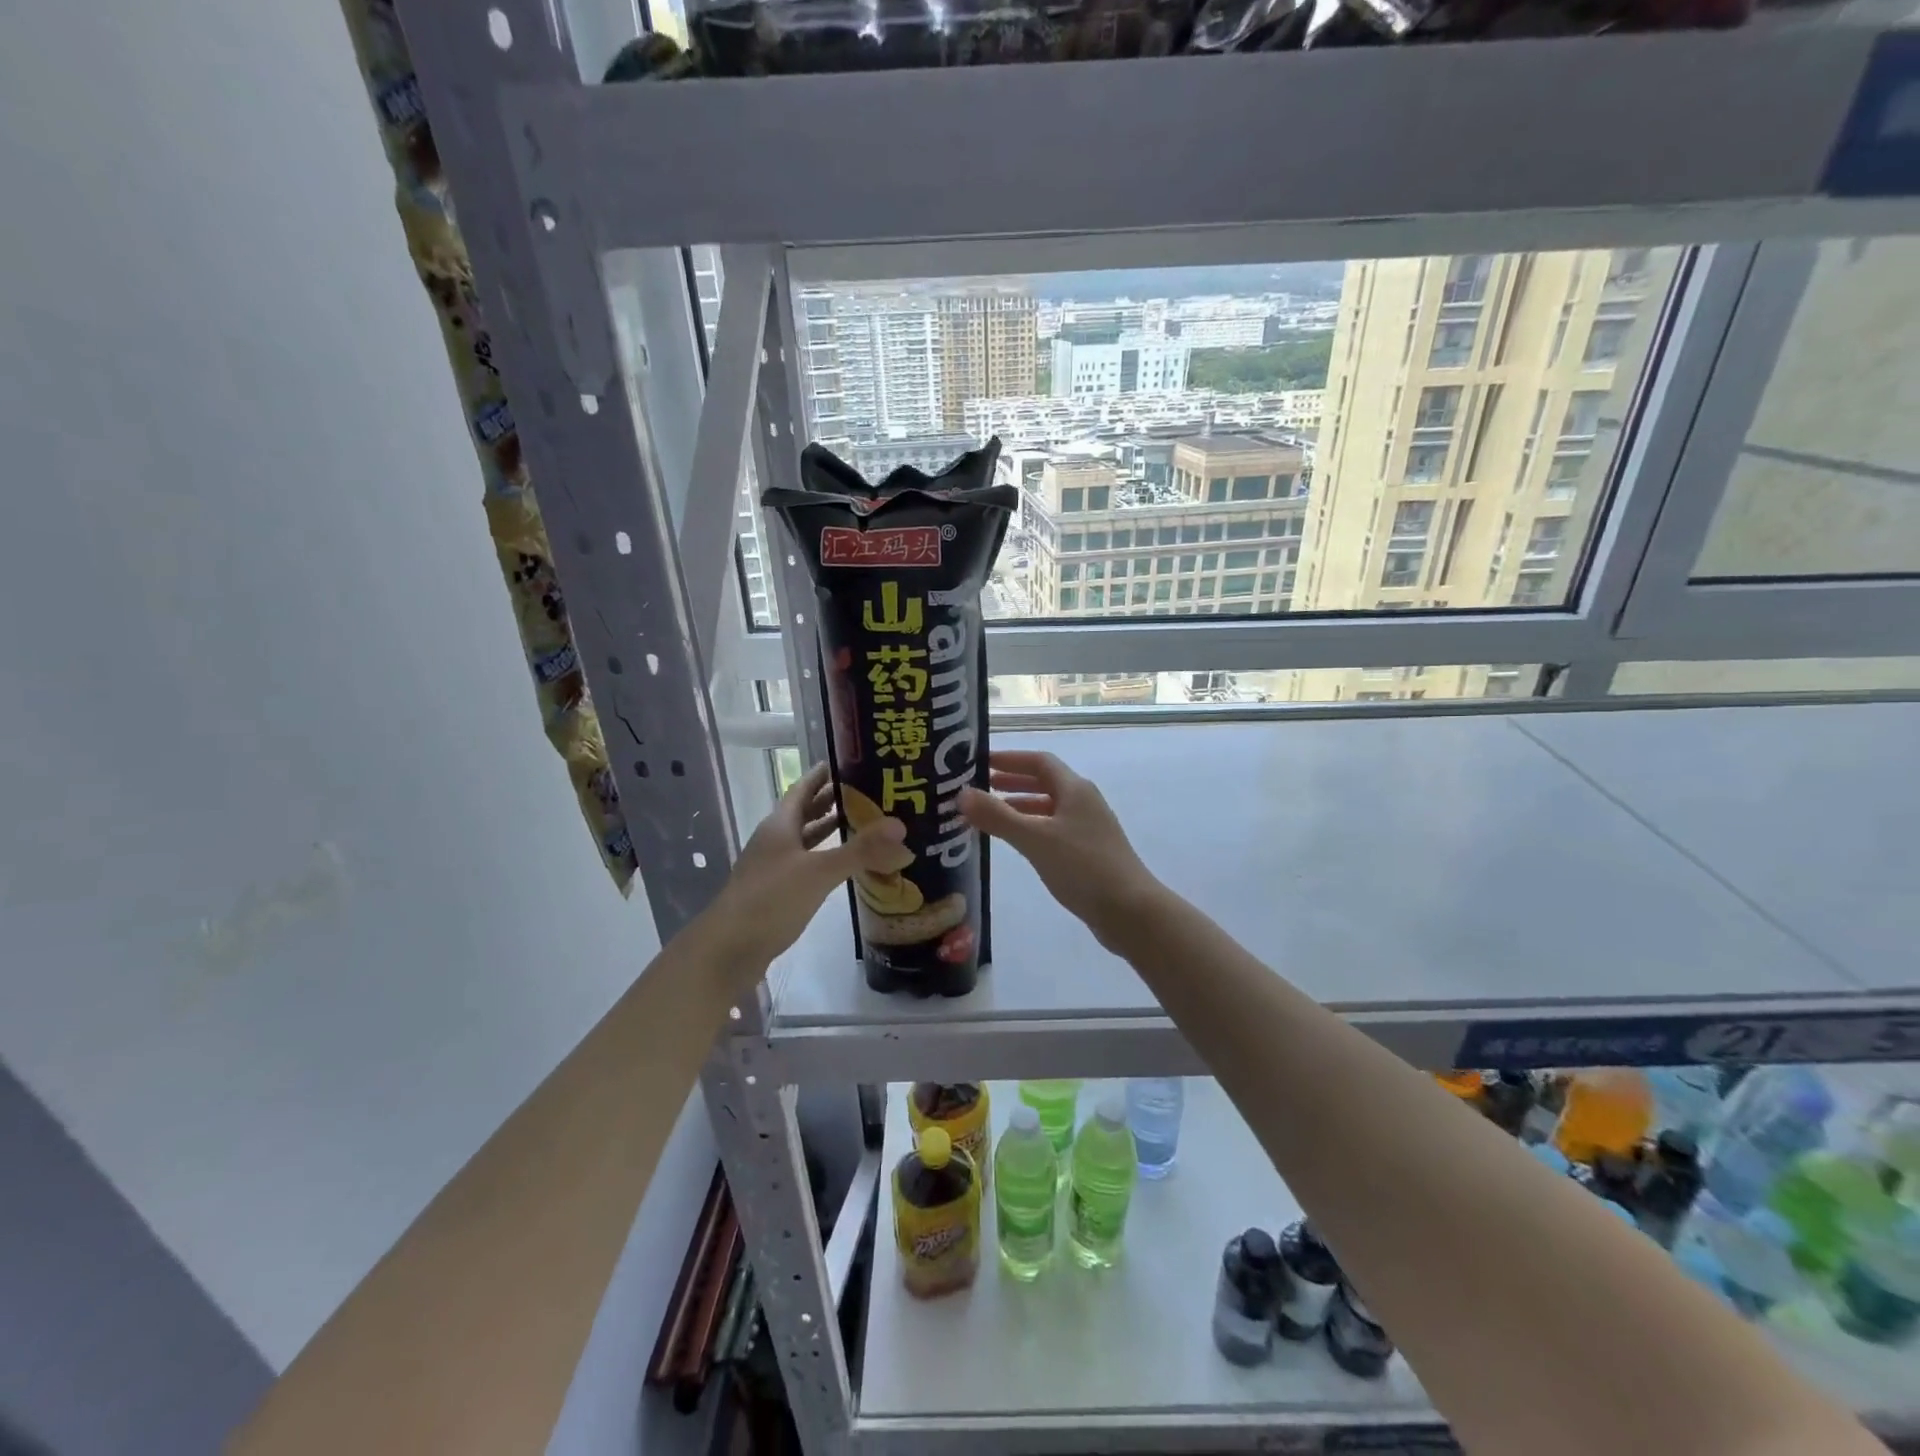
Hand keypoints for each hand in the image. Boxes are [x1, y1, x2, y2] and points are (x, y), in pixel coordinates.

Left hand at [705, 762, 909, 977]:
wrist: (728, 950)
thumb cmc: (770, 900)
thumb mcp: (819, 872)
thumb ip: (860, 850)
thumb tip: (901, 827)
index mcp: (780, 825)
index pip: (802, 788)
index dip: (822, 774)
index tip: (848, 760)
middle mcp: (775, 841)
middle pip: (804, 812)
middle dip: (832, 801)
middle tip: (868, 791)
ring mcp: (774, 867)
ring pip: (805, 840)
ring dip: (829, 830)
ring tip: (862, 823)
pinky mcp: (777, 892)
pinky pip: (806, 865)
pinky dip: (826, 859)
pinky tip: (844, 865)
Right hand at [959, 750, 1164, 952]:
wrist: (1131, 911)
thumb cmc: (1083, 867)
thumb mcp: (1035, 839)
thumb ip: (998, 816)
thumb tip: (962, 793)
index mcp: (1075, 789)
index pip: (1039, 761)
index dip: (1010, 759)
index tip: (980, 763)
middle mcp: (1084, 803)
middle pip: (1045, 782)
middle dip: (1012, 782)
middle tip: (979, 789)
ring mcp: (1089, 829)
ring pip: (1049, 808)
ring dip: (1020, 808)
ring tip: (990, 817)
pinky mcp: (1089, 853)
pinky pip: (1054, 831)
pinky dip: (1031, 830)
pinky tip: (1017, 845)